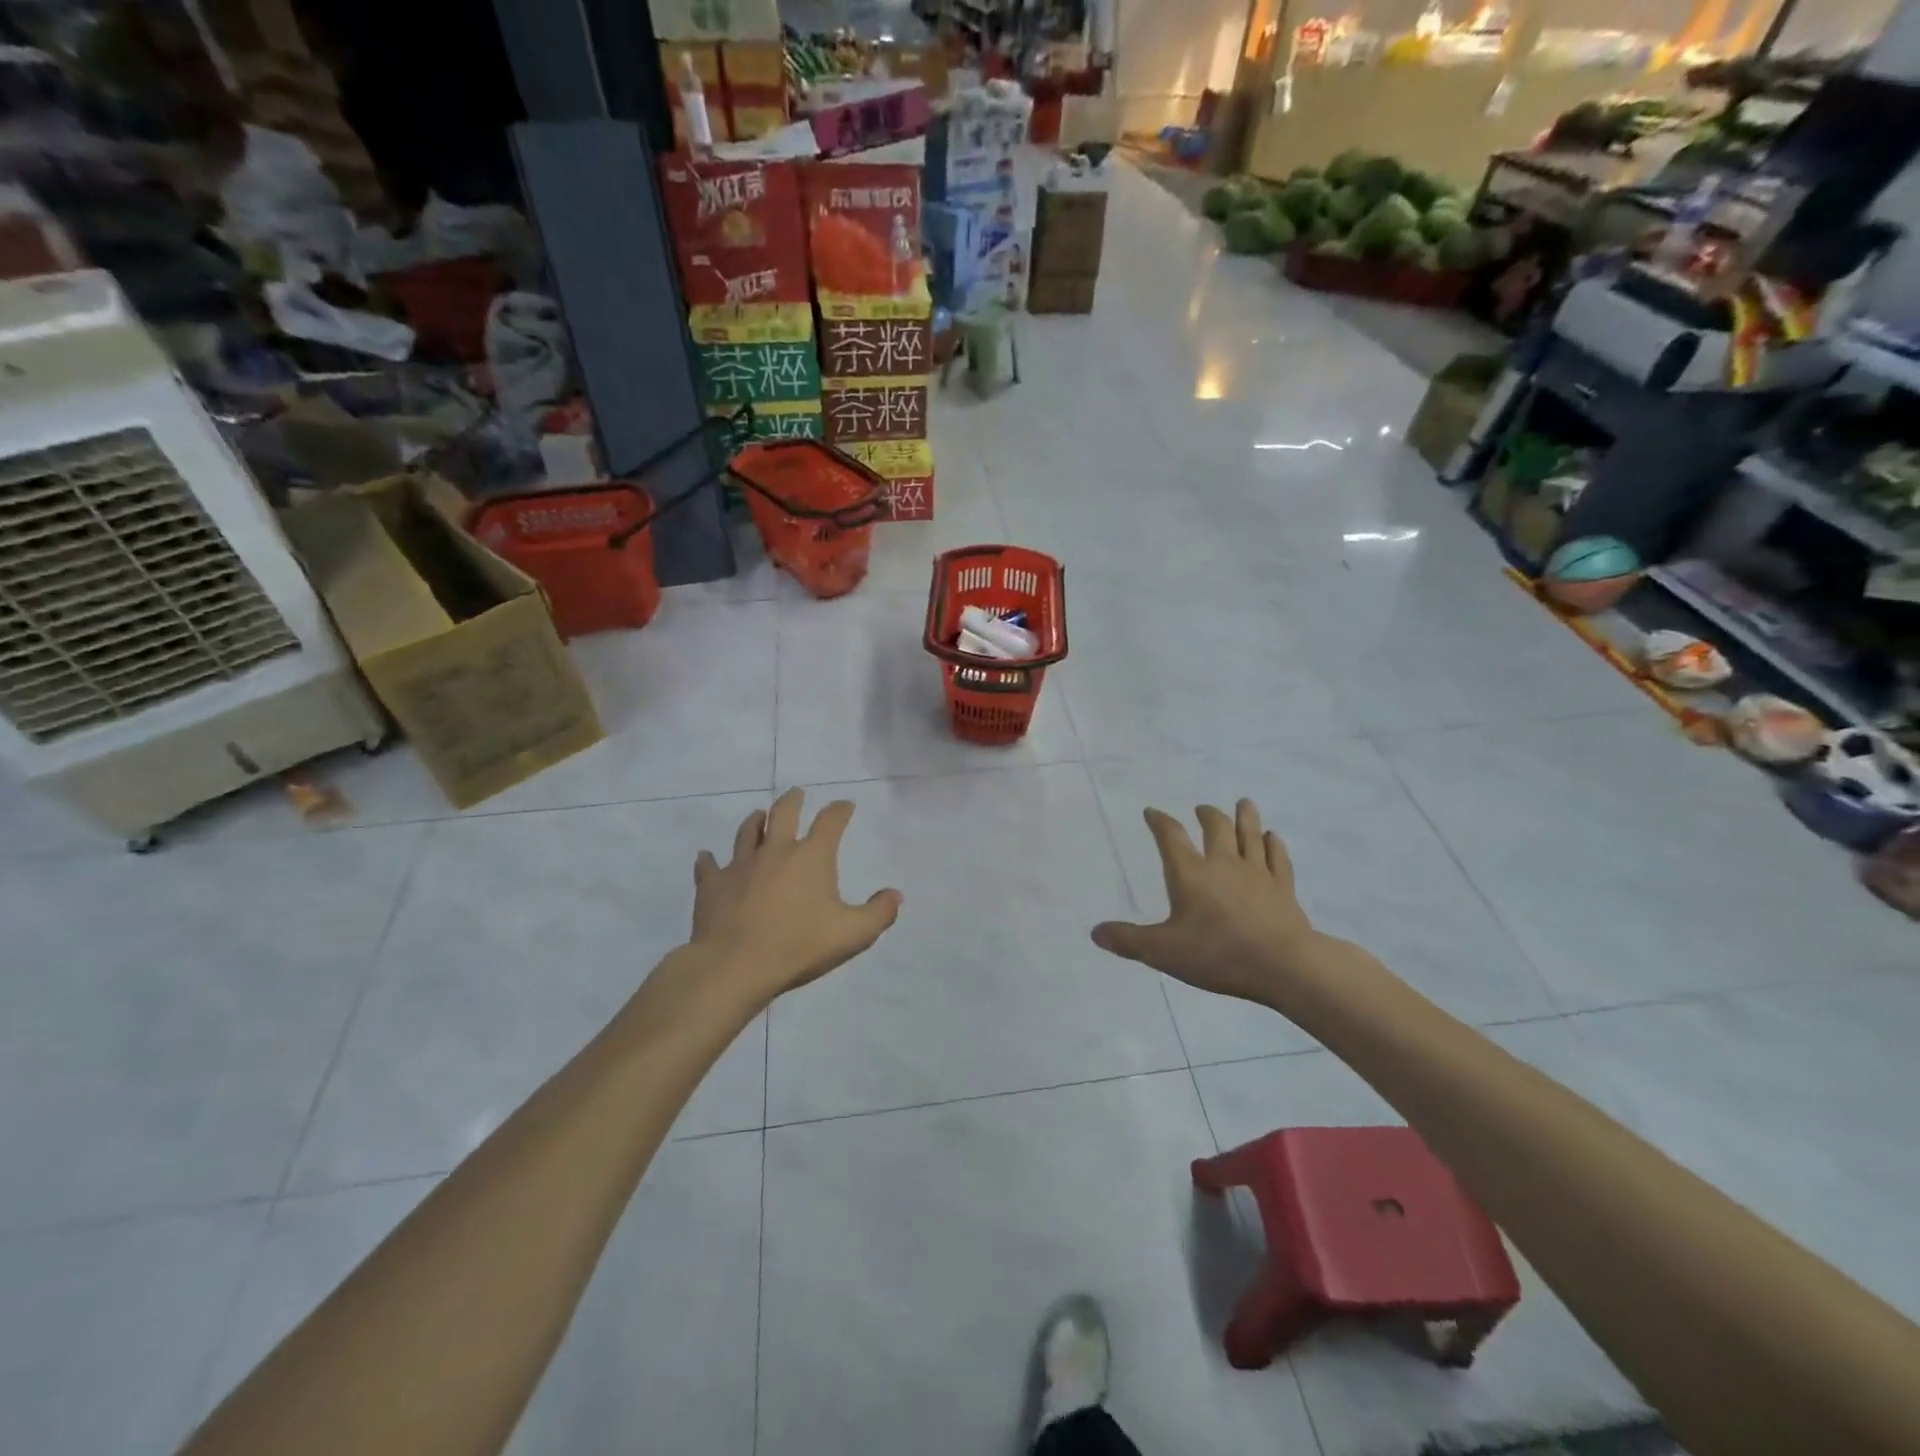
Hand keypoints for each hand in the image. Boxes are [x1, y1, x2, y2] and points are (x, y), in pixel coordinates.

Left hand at [690, 788, 902, 1004]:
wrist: (735, 965)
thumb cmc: (799, 946)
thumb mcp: (853, 934)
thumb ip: (880, 913)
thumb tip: (895, 894)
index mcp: (812, 856)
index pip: (830, 821)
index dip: (840, 810)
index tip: (845, 805)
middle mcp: (776, 851)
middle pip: (784, 813)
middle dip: (793, 800)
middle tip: (796, 794)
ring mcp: (740, 865)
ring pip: (747, 831)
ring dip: (756, 821)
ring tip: (759, 816)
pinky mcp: (712, 885)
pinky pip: (709, 866)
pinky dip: (709, 860)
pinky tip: (706, 857)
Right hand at [1092, 801, 1321, 1003]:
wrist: (1283, 965)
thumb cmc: (1217, 954)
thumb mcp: (1162, 952)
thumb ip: (1128, 940)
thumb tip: (1095, 932)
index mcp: (1190, 874)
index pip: (1171, 837)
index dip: (1160, 822)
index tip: (1152, 812)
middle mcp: (1223, 864)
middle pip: (1216, 828)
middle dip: (1207, 815)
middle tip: (1202, 808)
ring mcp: (1257, 873)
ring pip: (1250, 835)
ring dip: (1245, 817)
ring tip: (1243, 803)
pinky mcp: (1283, 887)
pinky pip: (1278, 858)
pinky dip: (1274, 844)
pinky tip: (1273, 837)